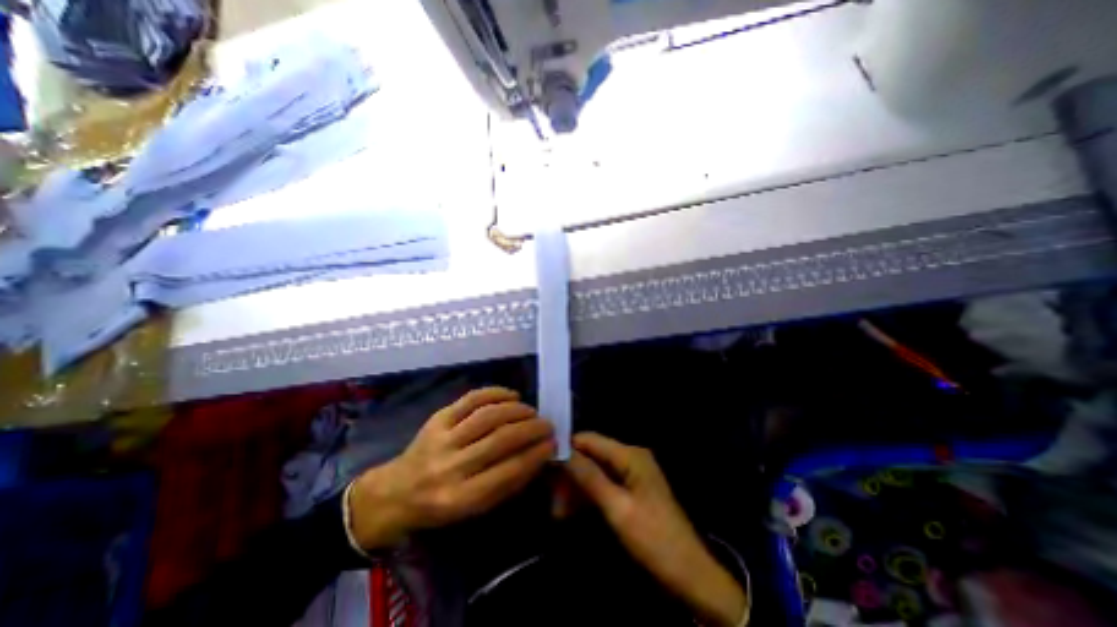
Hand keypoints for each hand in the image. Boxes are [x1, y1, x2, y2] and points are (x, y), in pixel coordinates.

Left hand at [349, 389, 554, 550]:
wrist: (396, 492)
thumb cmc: (441, 505)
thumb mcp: (475, 508)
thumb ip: (507, 483)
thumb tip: (539, 455)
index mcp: (462, 498)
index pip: (509, 471)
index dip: (536, 454)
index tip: (553, 442)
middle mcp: (451, 467)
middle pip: (500, 439)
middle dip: (531, 428)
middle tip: (547, 424)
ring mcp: (442, 438)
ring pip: (488, 416)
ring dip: (517, 410)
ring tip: (531, 411)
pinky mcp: (438, 418)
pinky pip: (471, 398)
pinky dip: (496, 393)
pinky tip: (512, 395)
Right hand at [570, 432, 744, 623]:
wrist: (690, 575)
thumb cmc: (654, 540)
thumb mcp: (617, 508)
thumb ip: (590, 478)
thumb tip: (563, 452)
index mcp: (630, 455)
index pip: (590, 439)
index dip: (567, 449)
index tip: (544, 465)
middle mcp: (630, 457)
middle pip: (591, 456)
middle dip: (570, 475)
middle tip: (551, 500)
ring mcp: (632, 473)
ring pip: (595, 471)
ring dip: (576, 488)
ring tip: (558, 512)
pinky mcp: (632, 489)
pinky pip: (604, 484)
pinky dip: (588, 495)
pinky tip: (572, 512)